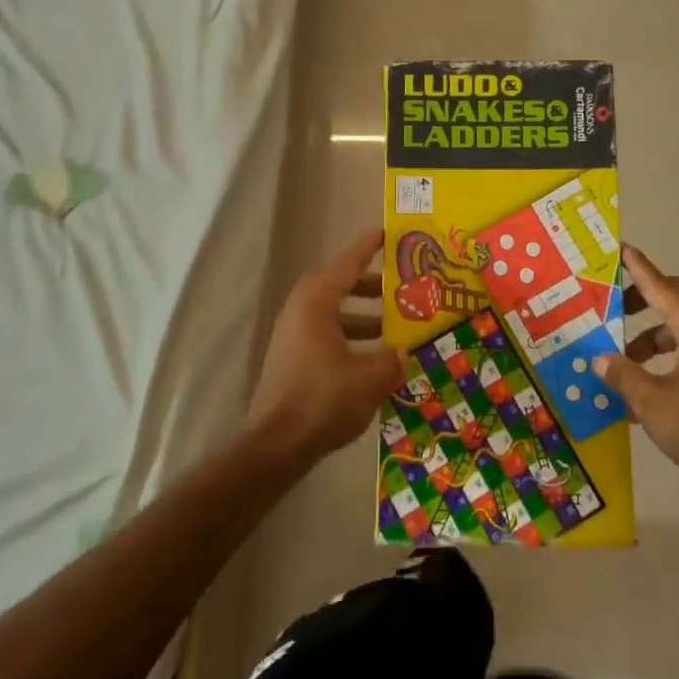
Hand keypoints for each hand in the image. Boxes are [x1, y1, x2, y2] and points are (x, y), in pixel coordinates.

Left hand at [247, 229, 402, 463]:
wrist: (276, 446)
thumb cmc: (324, 399)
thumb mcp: (371, 376)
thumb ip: (392, 357)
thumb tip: (402, 352)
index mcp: (317, 302)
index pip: (348, 262)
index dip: (370, 246)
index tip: (389, 232)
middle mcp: (301, 311)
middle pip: (340, 286)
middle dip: (372, 286)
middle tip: (401, 287)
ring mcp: (293, 337)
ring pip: (334, 314)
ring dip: (364, 316)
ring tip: (395, 327)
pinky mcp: (293, 361)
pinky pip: (328, 336)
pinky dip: (351, 338)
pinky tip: (375, 360)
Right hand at [594, 246, 678, 503]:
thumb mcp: (652, 401)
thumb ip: (622, 375)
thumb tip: (600, 360)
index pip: (662, 286)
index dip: (640, 269)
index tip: (622, 251)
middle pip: (676, 300)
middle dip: (644, 299)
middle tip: (614, 307)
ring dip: (649, 336)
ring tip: (619, 356)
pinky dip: (661, 360)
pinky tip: (639, 389)